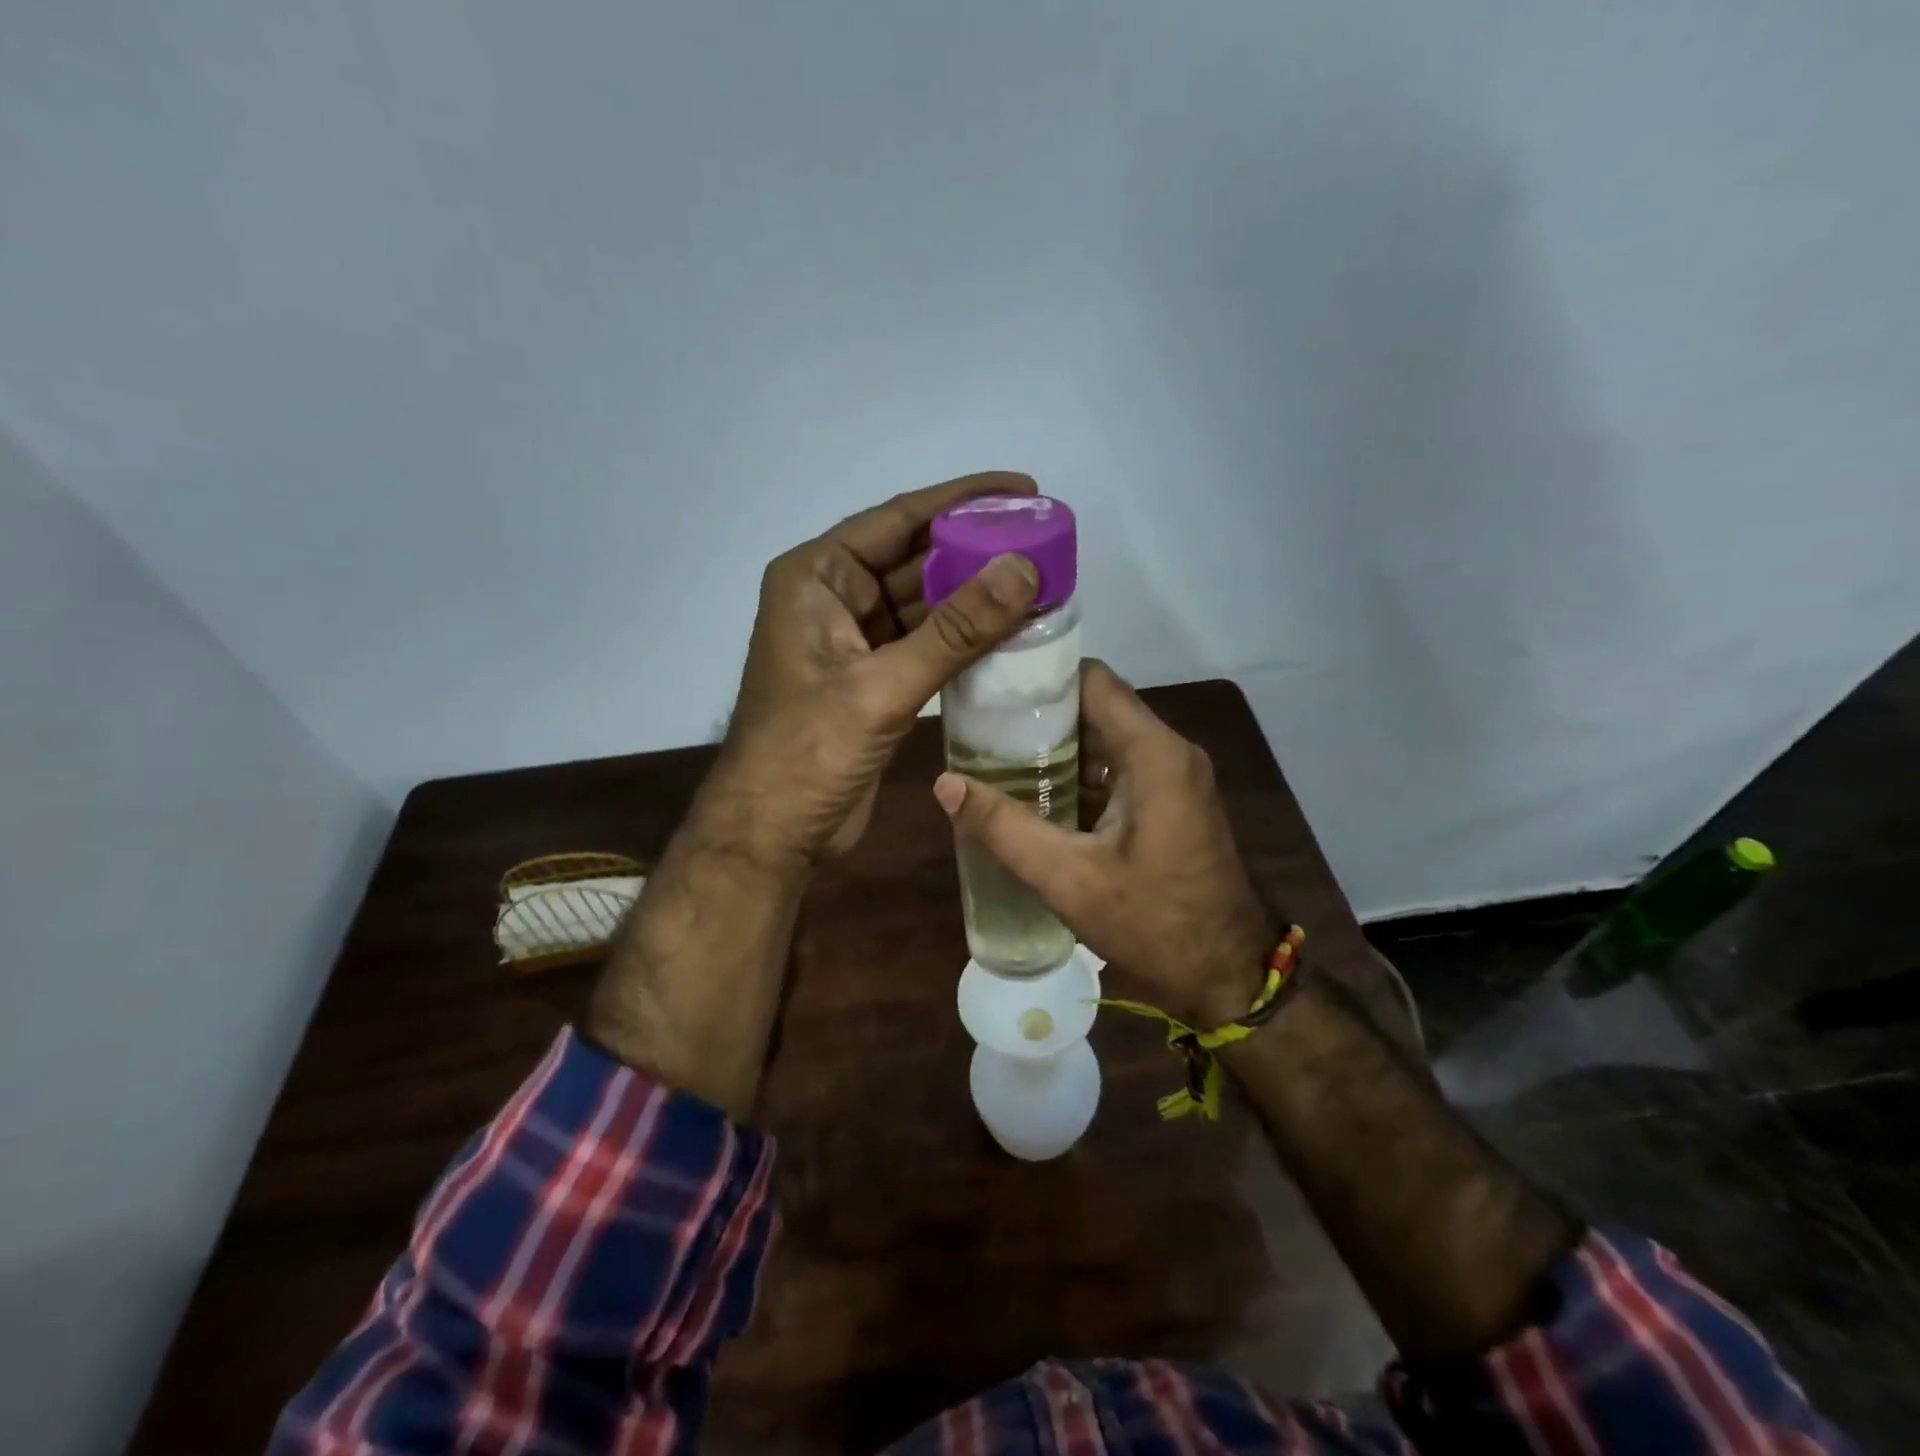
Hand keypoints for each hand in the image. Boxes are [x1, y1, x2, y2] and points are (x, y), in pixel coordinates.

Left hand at [694, 471, 1041, 870]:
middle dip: (976, 550)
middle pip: (915, 558)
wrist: (774, 832)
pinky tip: (1010, 631)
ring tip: (1040, 583)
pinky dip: (964, 638)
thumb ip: (956, 629)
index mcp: (816, 577)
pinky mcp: (873, 678)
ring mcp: (853, 640)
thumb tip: (1024, 569)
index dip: (962, 500)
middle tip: (1044, 542)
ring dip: (975, 596)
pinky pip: (926, 642)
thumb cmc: (809, 752)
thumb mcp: (883, 685)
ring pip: (924, 603)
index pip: (898, 519)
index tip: (1025, 491)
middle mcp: (833, 597)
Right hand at [933, 660, 1279, 1025]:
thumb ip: (1004, 828)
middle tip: (981, 729)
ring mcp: (1175, 776)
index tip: (991, 689)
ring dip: (1057, 747)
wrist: (1228, 976)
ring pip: (1107, 737)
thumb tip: (944, 784)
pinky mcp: (1173, 801)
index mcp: (1153, 753)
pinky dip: (1079, 773)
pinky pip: (1119, 767)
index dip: (1041, 678)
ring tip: (997, 758)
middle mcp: (1169, 751)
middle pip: (1097, 706)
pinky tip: (1036, 795)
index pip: (1092, 680)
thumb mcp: (1069, 878)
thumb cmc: (1154, 924)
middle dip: (1040, 715)